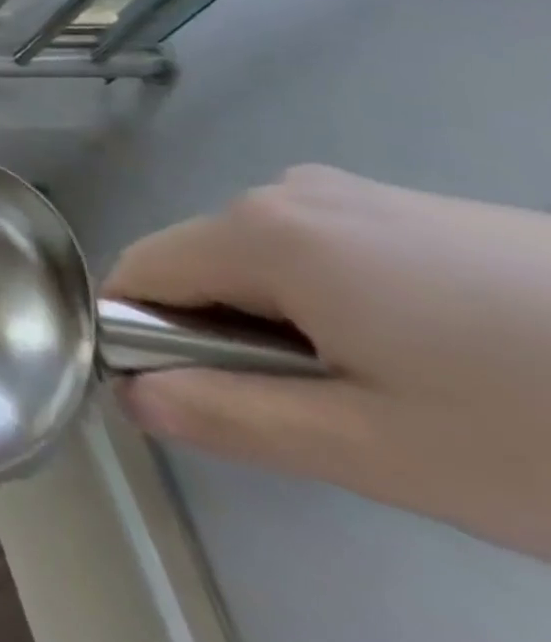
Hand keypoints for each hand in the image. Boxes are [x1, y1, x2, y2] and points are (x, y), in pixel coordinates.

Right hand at [105, 164, 550, 559]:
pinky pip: (321, 252)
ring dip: (284, 326)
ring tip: (392, 397)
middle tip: (324, 419)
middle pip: (202, 265)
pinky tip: (434, 360)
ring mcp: (354, 192)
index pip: (140, 272)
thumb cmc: (544, 425)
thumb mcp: (382, 451)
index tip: (199, 403)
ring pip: (263, 263)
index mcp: (260, 230)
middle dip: (226, 337)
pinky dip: (336, 306)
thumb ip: (233, 417)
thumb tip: (132, 398)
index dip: (141, 336)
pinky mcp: (410, 208)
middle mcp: (288, 190)